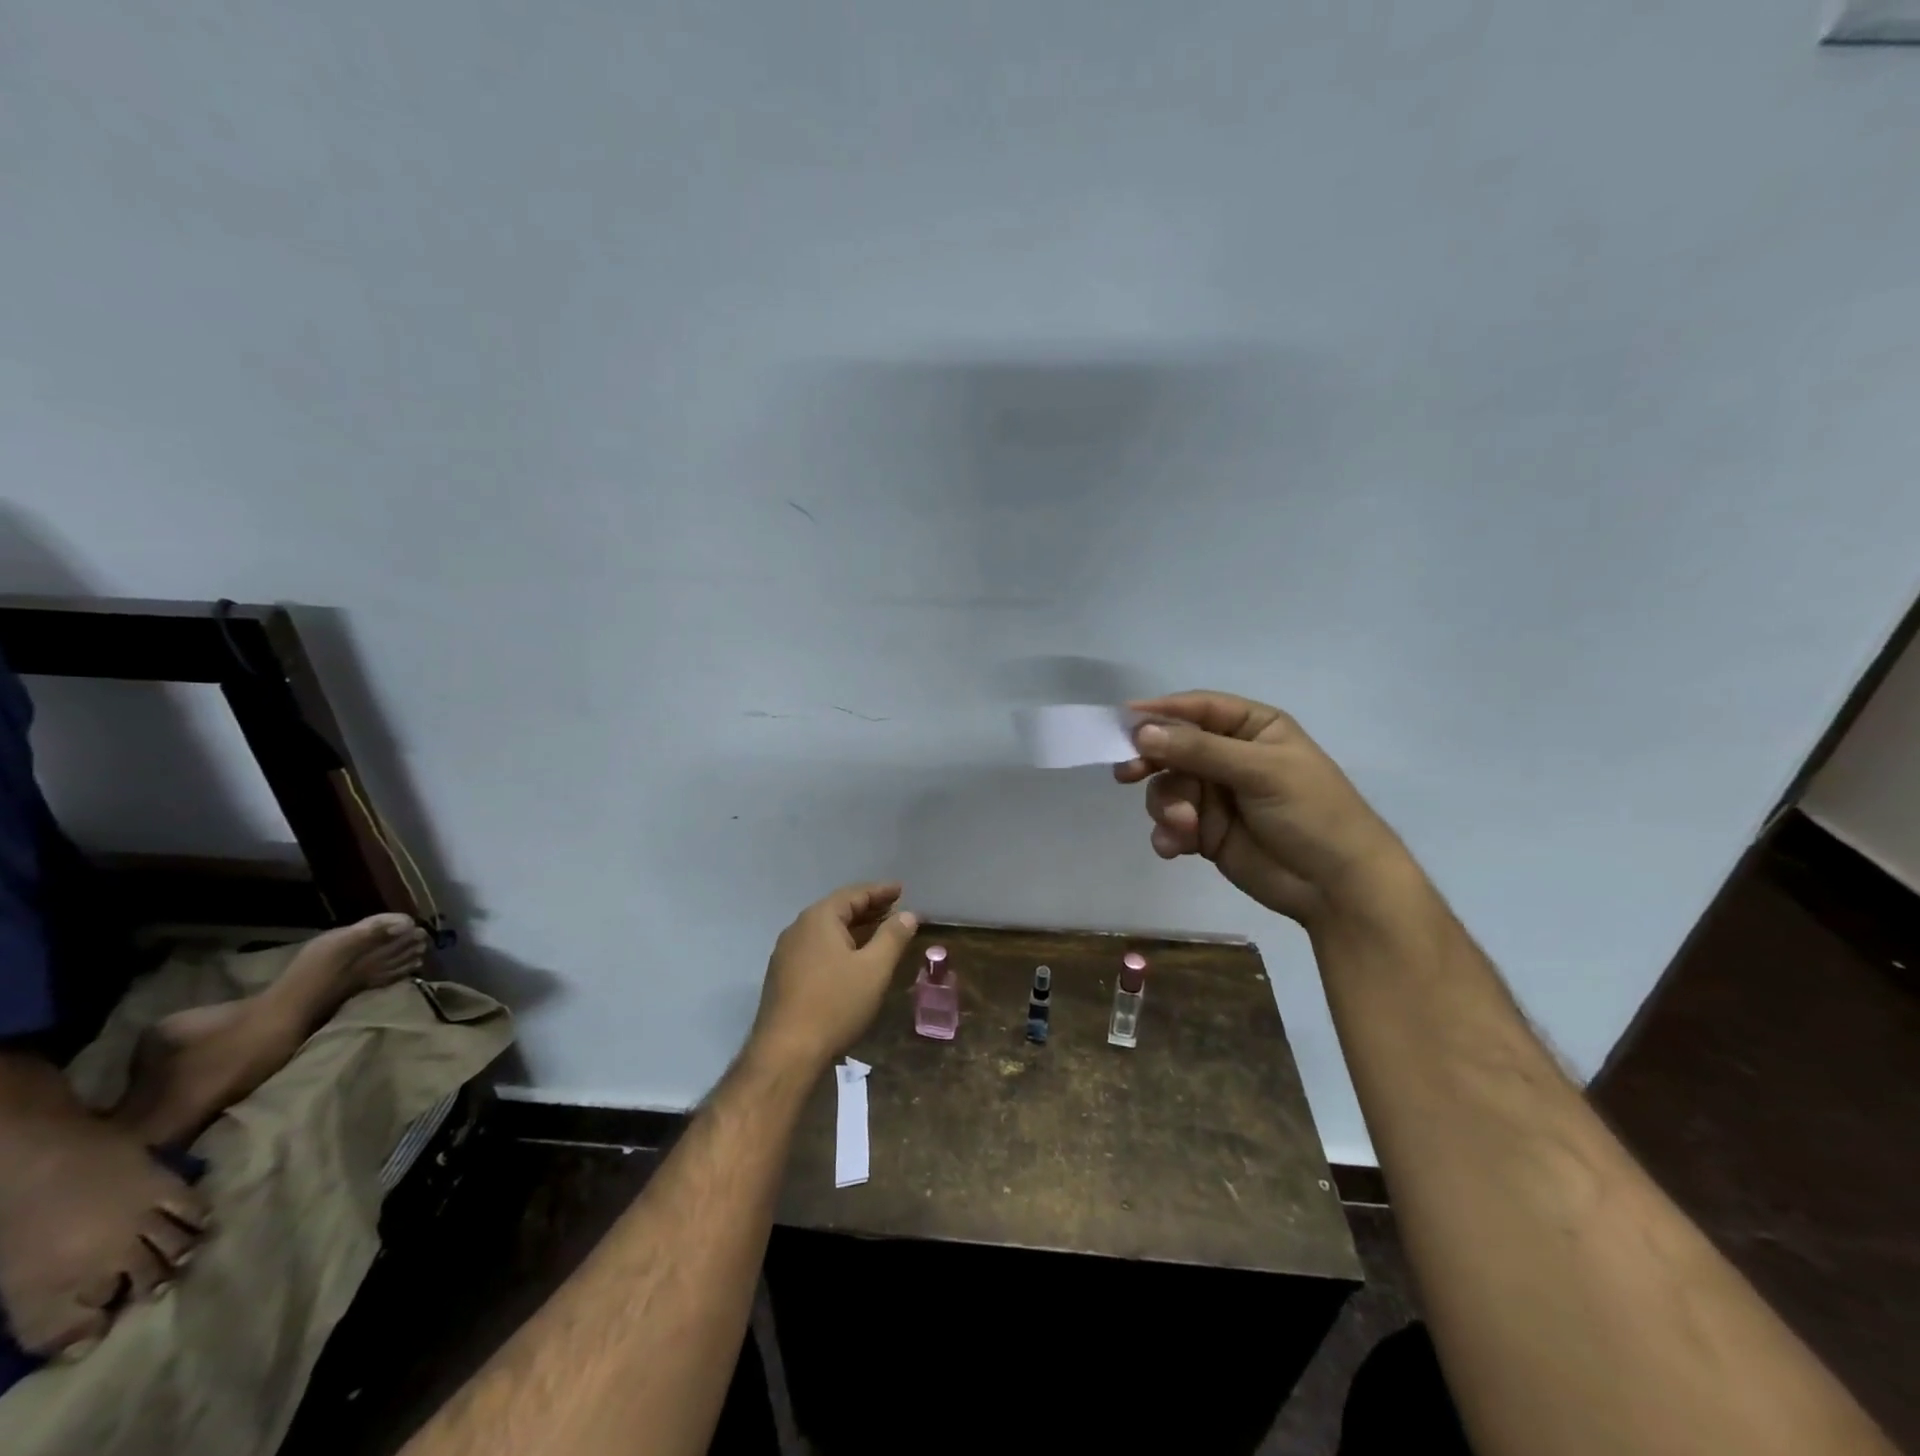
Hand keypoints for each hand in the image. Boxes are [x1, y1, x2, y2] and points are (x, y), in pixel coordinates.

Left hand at [749, 883, 918, 1071]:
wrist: (786, 1052)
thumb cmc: (835, 1004)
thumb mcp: (874, 969)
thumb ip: (893, 937)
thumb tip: (908, 914)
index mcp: (819, 919)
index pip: (854, 894)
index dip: (880, 891)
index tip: (902, 889)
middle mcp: (798, 929)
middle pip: (839, 910)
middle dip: (869, 909)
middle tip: (896, 910)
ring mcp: (787, 953)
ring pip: (827, 931)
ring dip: (855, 929)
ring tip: (881, 933)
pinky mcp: (784, 976)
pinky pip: (818, 948)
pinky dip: (840, 945)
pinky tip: (854, 959)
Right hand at [1115, 692, 1408, 927]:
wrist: (1336, 887)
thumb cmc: (1311, 813)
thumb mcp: (1260, 772)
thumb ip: (1199, 750)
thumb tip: (1142, 732)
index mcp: (1252, 728)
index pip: (1199, 709)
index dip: (1161, 712)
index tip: (1123, 721)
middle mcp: (1229, 756)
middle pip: (1173, 748)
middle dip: (1152, 762)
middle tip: (1127, 773)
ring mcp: (1216, 795)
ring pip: (1167, 787)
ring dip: (1168, 807)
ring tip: (1184, 827)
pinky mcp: (1206, 831)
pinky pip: (1171, 823)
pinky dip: (1168, 834)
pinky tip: (1175, 848)